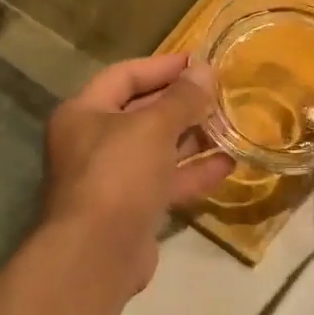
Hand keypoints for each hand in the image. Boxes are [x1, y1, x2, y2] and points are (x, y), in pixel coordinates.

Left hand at [41, 54, 233, 289]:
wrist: (98, 253)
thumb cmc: (119, 174)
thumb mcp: (153, 127)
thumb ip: (182, 98)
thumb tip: (204, 70)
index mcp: (83, 113)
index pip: (124, 76)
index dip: (162, 66)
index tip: (199, 61)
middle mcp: (92, 142)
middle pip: (141, 112)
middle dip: (180, 102)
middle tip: (219, 92)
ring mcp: (112, 178)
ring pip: (156, 149)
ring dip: (191, 137)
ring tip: (230, 124)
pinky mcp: (131, 209)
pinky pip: (165, 181)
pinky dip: (192, 172)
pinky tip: (228, 163)